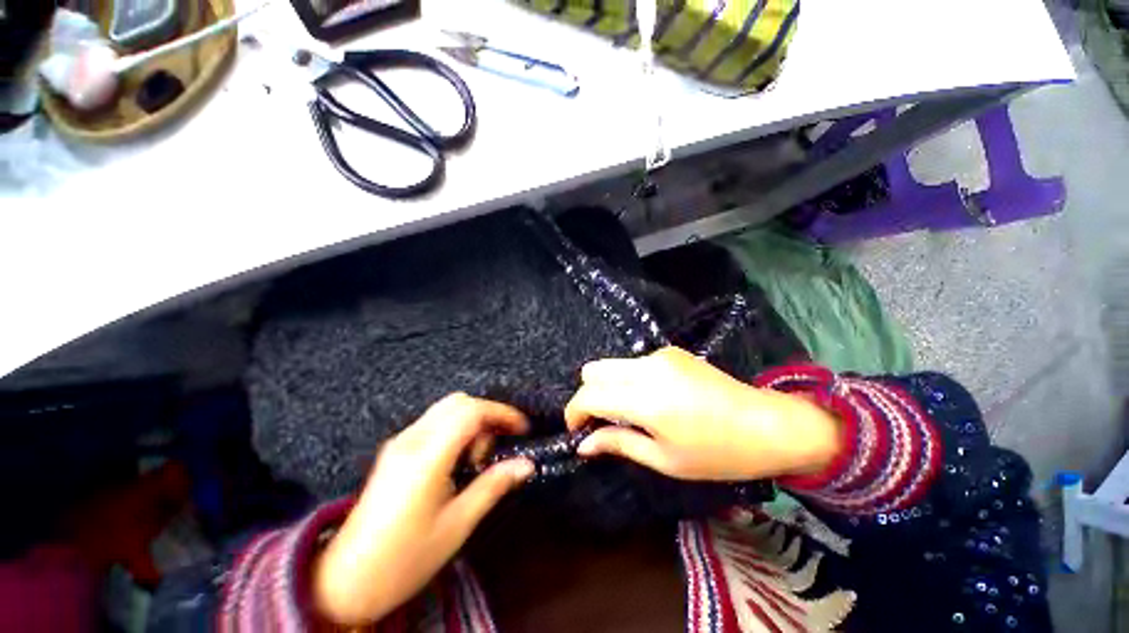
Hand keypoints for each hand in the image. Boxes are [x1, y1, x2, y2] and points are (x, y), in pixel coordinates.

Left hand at [313, 394, 533, 625]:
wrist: (345, 582)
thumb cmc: (405, 559)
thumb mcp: (457, 524)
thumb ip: (493, 486)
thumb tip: (526, 465)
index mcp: (427, 456)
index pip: (471, 411)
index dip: (502, 413)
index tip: (522, 428)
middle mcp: (411, 439)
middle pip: (459, 402)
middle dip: (487, 415)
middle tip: (497, 447)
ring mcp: (399, 442)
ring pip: (446, 409)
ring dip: (471, 421)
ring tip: (476, 458)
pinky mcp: (395, 449)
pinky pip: (433, 421)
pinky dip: (455, 428)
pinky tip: (457, 458)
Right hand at [565, 347, 840, 481]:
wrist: (767, 424)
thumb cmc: (717, 453)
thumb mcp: (664, 458)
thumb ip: (618, 444)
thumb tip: (584, 444)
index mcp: (645, 398)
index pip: (589, 395)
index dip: (574, 413)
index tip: (576, 430)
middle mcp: (646, 367)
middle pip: (592, 370)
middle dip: (588, 395)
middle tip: (601, 421)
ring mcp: (659, 355)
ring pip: (612, 364)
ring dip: (608, 387)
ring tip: (627, 413)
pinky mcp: (671, 351)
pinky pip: (634, 363)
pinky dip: (628, 379)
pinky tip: (650, 399)